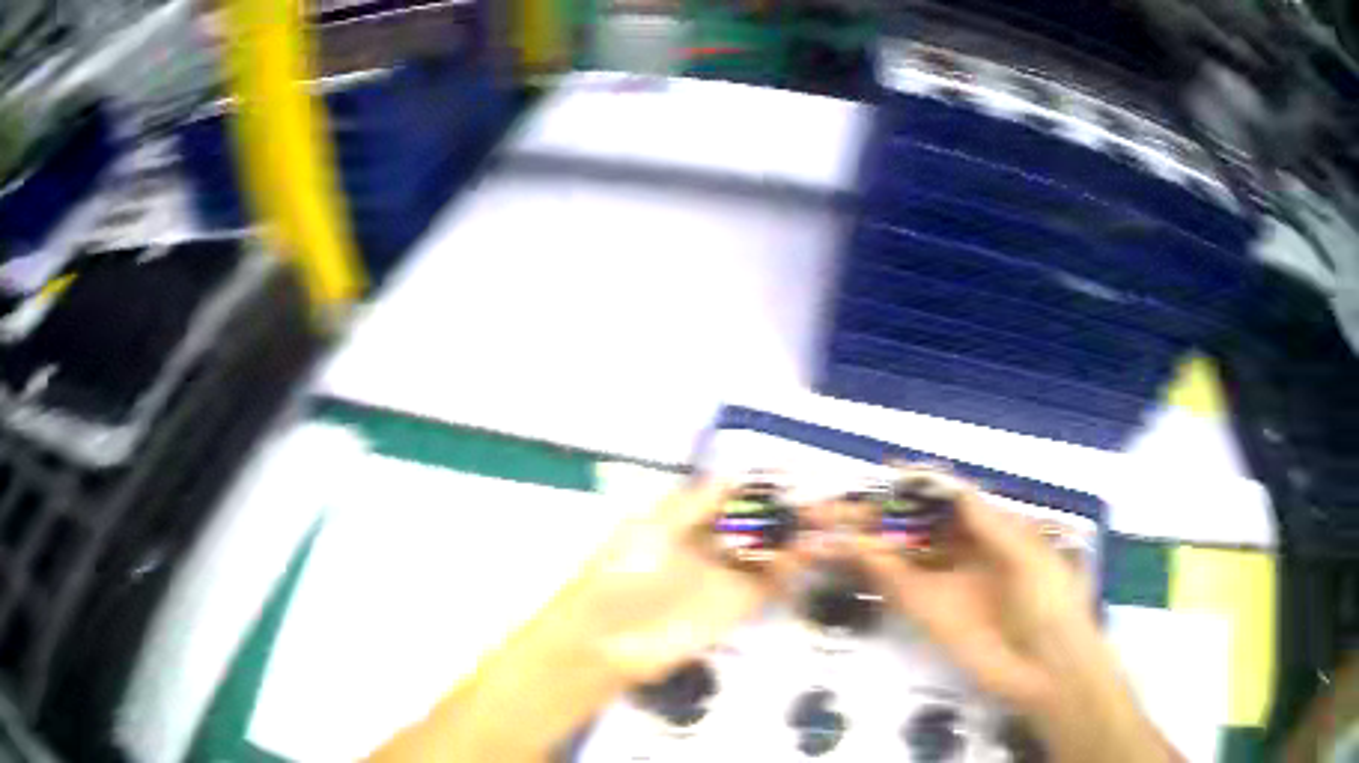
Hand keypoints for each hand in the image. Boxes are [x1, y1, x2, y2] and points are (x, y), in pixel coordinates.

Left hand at [567, 479, 791, 682]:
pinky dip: (790, 568)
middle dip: (780, 509)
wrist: (609, 639)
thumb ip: (692, 504)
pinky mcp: (737, 605)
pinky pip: (770, 582)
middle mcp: (709, 547)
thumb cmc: (621, 576)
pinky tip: (806, 551)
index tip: (784, 470)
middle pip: (753, 522)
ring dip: (791, 536)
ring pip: (767, 550)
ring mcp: (725, 576)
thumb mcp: (650, 529)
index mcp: (683, 523)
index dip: (754, 484)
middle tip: (810, 495)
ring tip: (817, 520)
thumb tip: (731, 473)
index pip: (728, 497)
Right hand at [856, 468, 1178, 762]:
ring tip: (827, 522)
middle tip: (838, 501)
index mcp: (994, 533)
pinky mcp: (929, 615)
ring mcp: (945, 585)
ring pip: (900, 553)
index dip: (918, 487)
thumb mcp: (1028, 554)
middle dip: (881, 512)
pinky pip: (898, 585)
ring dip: (867, 538)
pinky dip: (874, 567)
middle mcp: (964, 555)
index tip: (885, 473)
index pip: (949, 503)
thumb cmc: (1051, 601)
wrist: (1048, 668)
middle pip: (917, 526)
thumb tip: (953, 486)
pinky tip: (849, 549)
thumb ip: (988, 524)